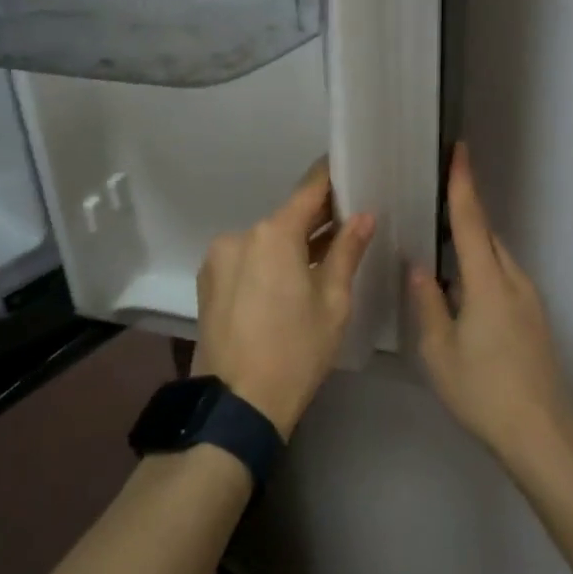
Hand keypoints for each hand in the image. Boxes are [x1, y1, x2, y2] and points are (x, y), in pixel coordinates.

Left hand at [192, 161, 375, 438]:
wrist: (236, 405)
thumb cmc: (296, 351)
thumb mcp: (333, 302)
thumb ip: (347, 251)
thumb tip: (364, 216)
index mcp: (273, 234)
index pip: (309, 190)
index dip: (331, 177)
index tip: (350, 169)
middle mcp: (240, 235)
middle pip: (286, 217)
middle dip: (317, 219)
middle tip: (349, 221)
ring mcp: (219, 258)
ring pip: (265, 240)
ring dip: (292, 244)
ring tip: (322, 257)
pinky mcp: (208, 281)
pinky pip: (247, 259)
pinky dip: (269, 261)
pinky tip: (288, 281)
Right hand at [411, 143, 572, 467]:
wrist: (542, 433)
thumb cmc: (484, 391)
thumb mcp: (439, 351)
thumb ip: (428, 302)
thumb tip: (419, 267)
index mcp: (488, 282)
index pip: (472, 221)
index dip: (464, 184)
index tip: (459, 150)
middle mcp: (513, 281)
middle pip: (486, 235)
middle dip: (464, 212)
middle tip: (432, 199)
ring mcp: (528, 299)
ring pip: (495, 257)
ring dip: (471, 245)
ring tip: (439, 245)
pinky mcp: (533, 317)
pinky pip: (502, 277)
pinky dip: (481, 268)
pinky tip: (460, 288)